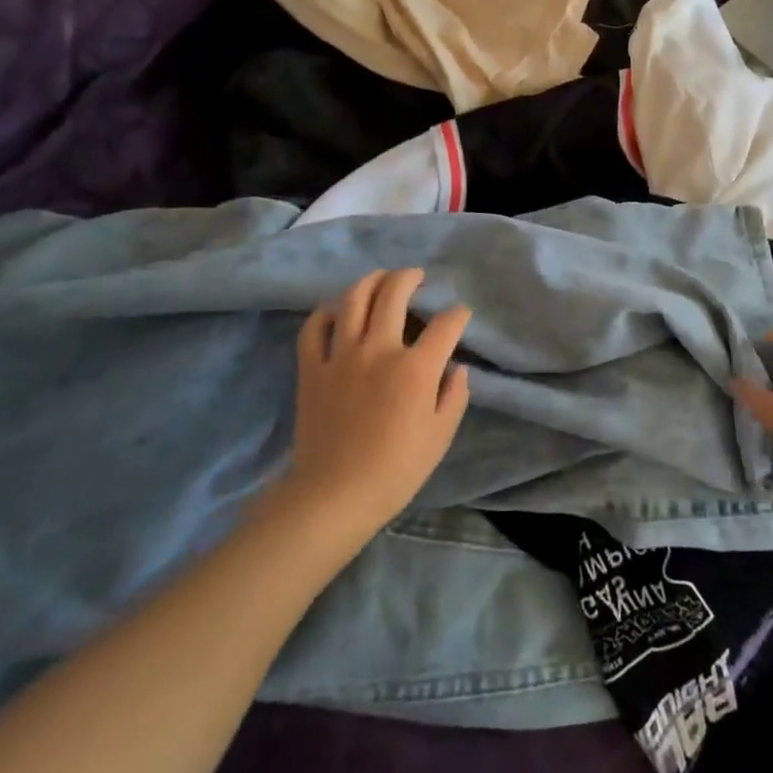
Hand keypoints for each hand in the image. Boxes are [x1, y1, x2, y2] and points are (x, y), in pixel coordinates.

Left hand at [278, 269, 472, 537]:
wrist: (334, 496)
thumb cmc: (396, 470)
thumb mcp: (440, 436)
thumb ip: (454, 395)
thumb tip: (456, 368)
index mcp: (416, 368)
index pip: (445, 324)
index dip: (458, 314)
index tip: (461, 315)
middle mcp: (379, 350)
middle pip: (394, 294)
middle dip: (410, 278)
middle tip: (417, 276)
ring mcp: (341, 355)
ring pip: (354, 299)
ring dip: (371, 281)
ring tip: (381, 277)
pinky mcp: (312, 368)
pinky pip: (314, 327)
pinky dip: (326, 312)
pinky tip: (336, 308)